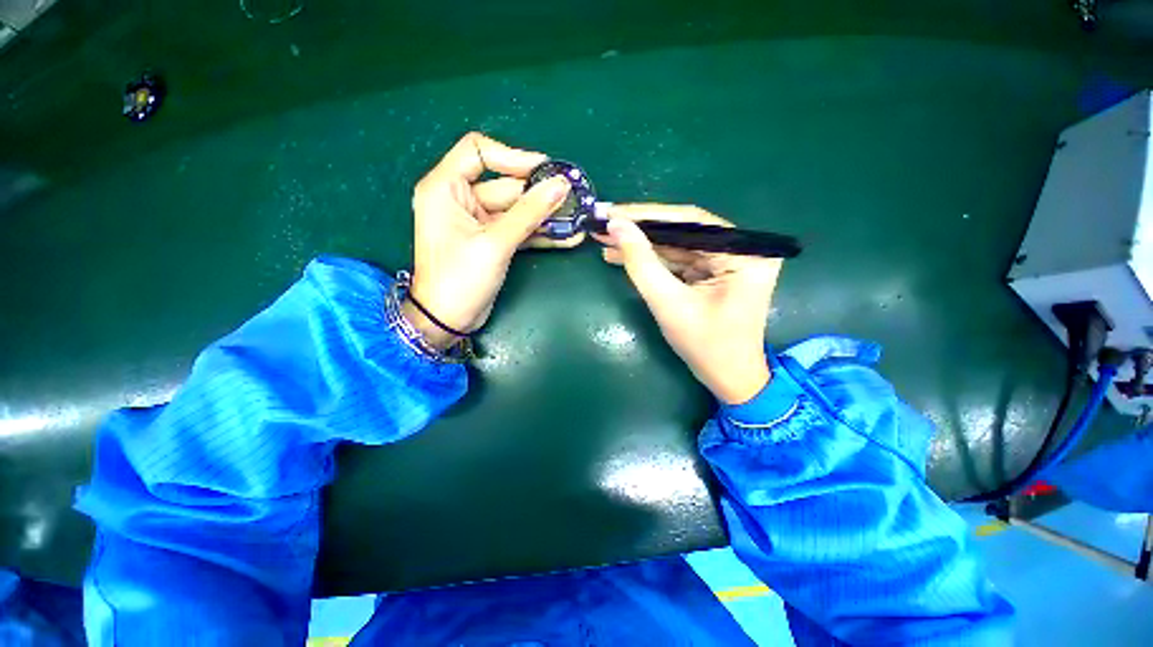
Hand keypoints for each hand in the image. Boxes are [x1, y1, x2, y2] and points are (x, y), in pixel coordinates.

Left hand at [404, 132, 580, 348]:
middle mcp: (460, 199)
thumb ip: (529, 213)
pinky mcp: (491, 241)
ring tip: (577, 219)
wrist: (447, 321)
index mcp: (446, 187)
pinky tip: (567, 237)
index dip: (513, 156)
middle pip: (506, 185)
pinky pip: (518, 229)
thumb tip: (561, 184)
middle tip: (574, 200)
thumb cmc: (460, 278)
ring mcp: (478, 222)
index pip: (479, 151)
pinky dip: (539, 234)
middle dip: (540, 195)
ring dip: (545, 217)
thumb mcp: (495, 243)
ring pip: (517, 210)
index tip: (545, 170)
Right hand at [594, 205, 782, 404]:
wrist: (728, 379)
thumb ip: (642, 263)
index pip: (690, 221)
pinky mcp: (714, 272)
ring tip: (606, 241)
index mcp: (744, 253)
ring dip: (641, 245)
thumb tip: (617, 226)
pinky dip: (652, 260)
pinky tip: (623, 256)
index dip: (647, 215)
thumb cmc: (705, 346)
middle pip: (682, 231)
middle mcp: (741, 249)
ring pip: (676, 245)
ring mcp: (728, 260)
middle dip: (640, 230)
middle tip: (604, 224)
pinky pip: (679, 260)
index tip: (612, 212)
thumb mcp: (668, 304)